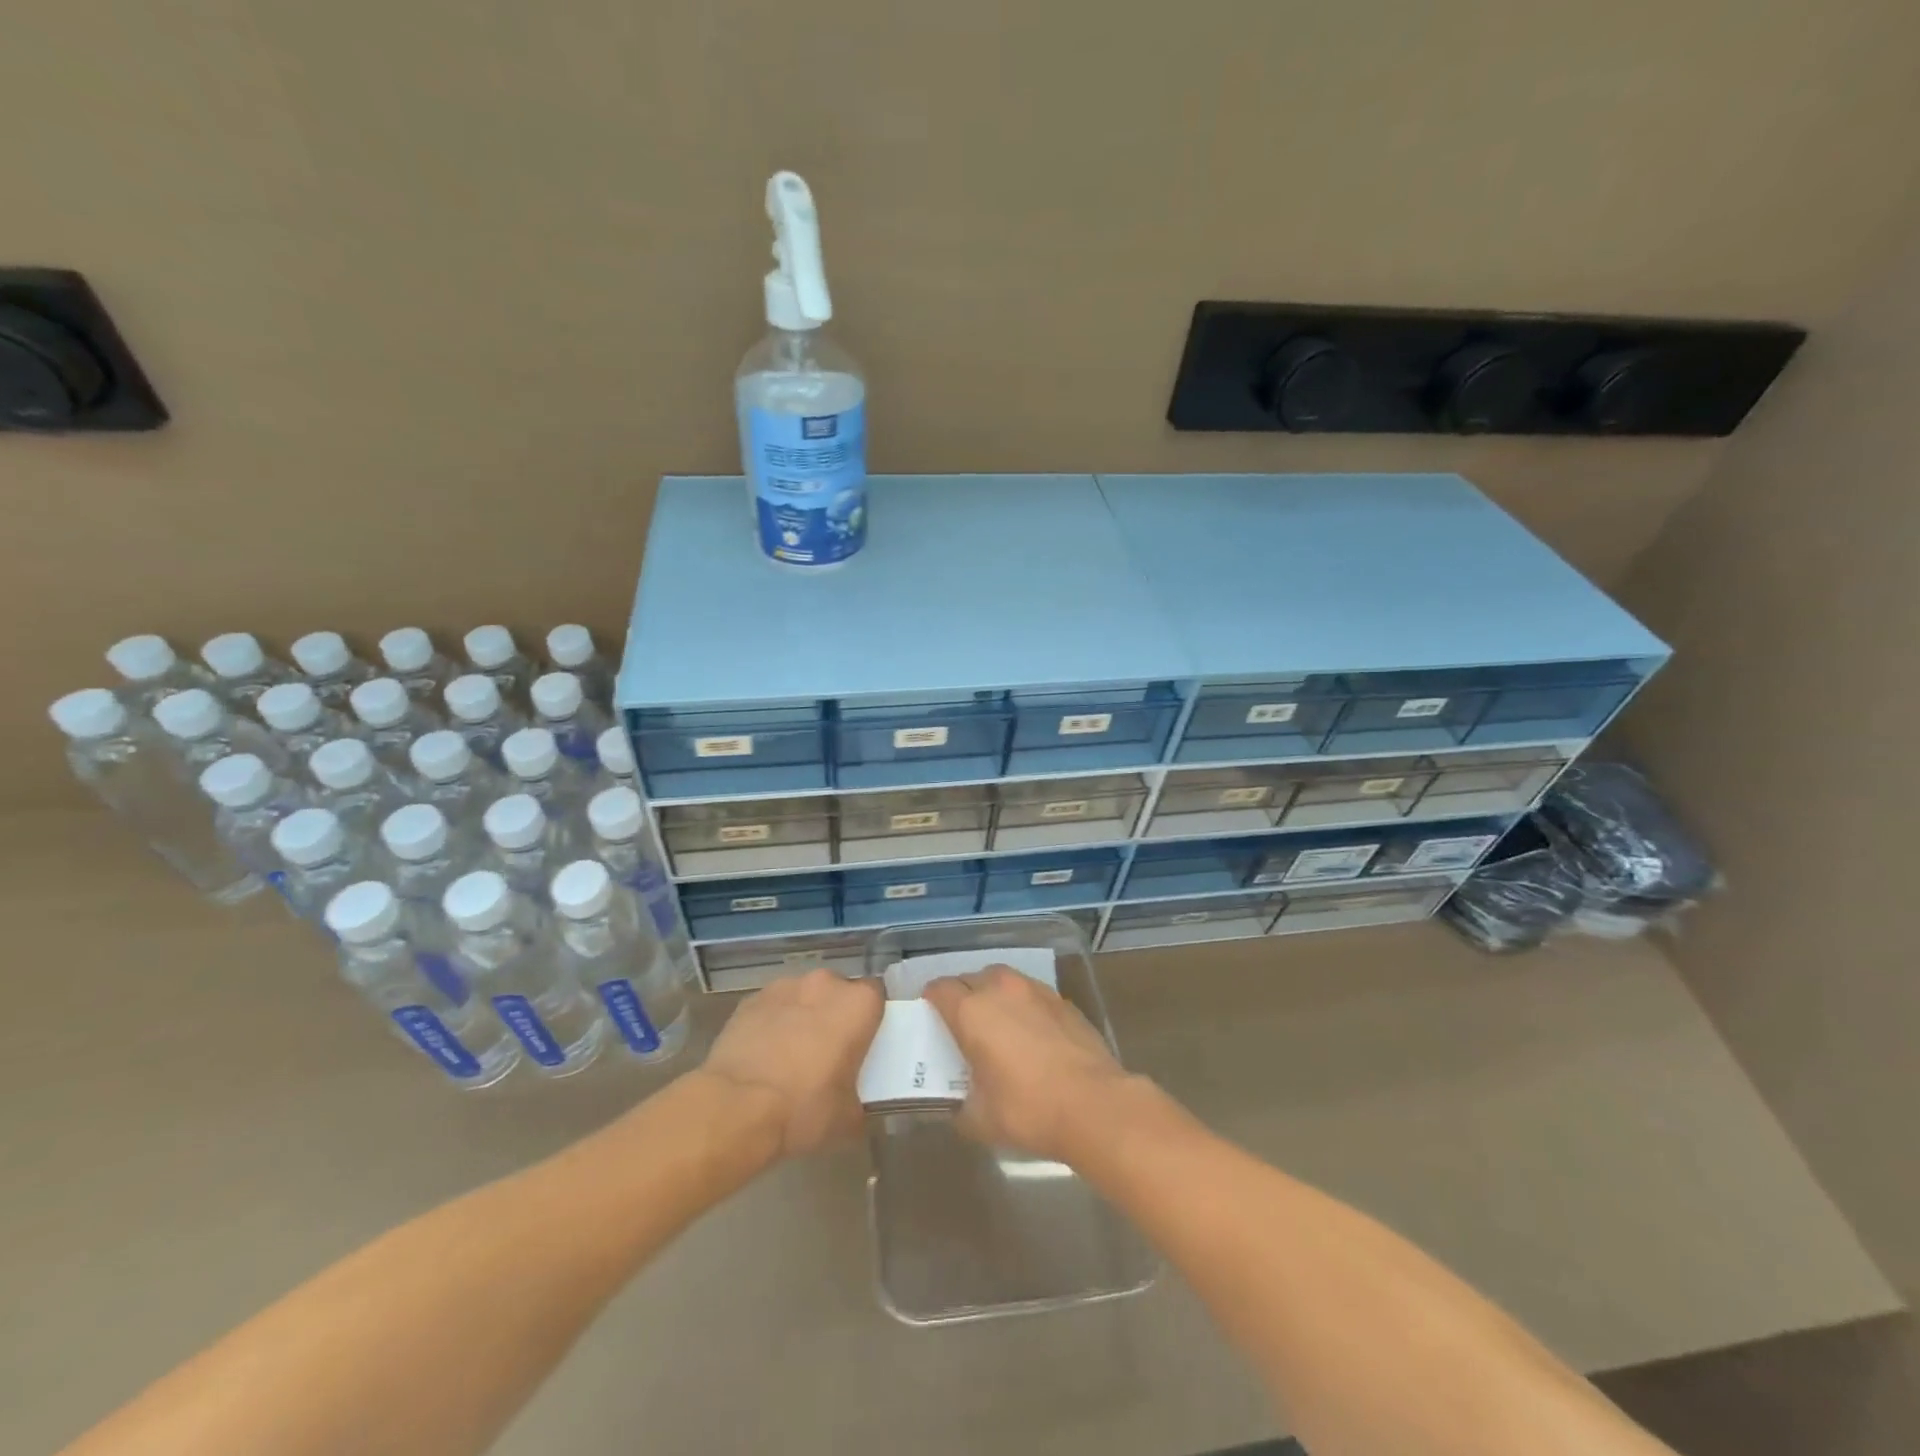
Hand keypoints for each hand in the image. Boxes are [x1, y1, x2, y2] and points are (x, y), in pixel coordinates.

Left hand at [700, 970, 883, 1157]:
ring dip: (803, 1016)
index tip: (865, 1042)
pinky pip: (772, 1007)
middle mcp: (825, 984)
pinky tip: (764, 1055)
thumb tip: (856, 1104)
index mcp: (858, 1004)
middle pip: (838, 992)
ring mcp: (785, 987)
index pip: (877, 996)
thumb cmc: (804, 1108)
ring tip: (791, 1054)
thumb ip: (860, 1099)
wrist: (735, 1107)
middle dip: (836, 1015)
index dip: (871, 1018)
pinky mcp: (751, 999)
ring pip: (803, 996)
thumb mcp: (847, 1118)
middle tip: (830, 1051)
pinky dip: (773, 1023)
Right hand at [923, 966, 1131, 1161]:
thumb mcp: (979, 1119)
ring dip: (994, 995)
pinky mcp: (1063, 1001)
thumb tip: (958, 1102)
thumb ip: (960, 1103)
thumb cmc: (1027, 1109)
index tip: (931, 1020)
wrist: (1093, 1104)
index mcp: (972, 1011)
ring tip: (998, 1026)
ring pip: (1003, 980)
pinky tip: (1031, 1034)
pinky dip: (1024, 1006)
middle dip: (962, 996)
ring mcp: (1036, 991)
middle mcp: (1001, 990)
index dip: (931, 1002)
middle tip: (963, 1026)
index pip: (939, 989)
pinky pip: (1031, 994)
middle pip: (970, 978)